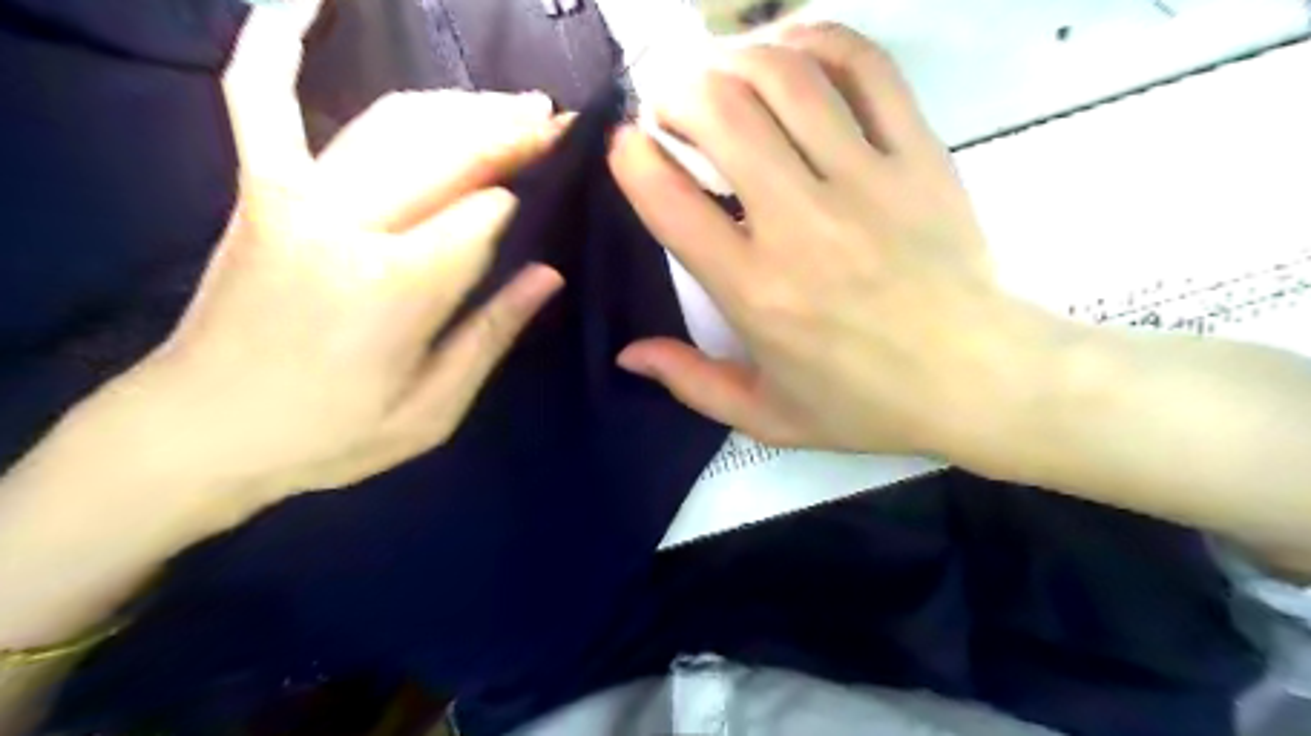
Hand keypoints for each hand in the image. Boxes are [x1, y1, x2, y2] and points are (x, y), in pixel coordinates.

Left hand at [71, 1, 562, 529]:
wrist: (197, 433)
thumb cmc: (329, 435)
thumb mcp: (432, 411)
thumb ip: (491, 335)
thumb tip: (547, 273)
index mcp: (398, 288)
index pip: (482, 214)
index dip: (521, 198)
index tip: (558, 183)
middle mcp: (349, 225)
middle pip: (447, 152)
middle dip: (508, 129)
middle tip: (555, 118)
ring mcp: (296, 198)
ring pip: (393, 124)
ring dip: (459, 105)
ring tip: (510, 103)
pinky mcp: (259, 193)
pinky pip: (262, 100)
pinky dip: (276, 43)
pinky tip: (304, 0)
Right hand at [611, 24, 1058, 456]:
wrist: (979, 380)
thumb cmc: (865, 403)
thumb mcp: (765, 415)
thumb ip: (690, 382)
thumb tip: (628, 354)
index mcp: (756, 292)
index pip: (670, 202)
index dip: (632, 159)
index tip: (628, 145)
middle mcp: (801, 224)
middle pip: (722, 112)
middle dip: (677, 94)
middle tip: (672, 110)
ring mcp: (866, 181)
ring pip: (785, 76)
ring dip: (733, 61)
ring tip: (720, 78)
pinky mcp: (919, 155)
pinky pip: (865, 68)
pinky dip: (817, 39)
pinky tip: (789, 52)